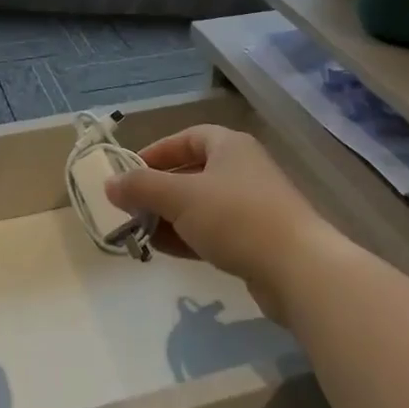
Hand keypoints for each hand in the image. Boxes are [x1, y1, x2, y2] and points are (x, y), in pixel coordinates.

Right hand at [107, 125, 334, 321]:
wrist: (298, 269)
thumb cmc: (236, 217)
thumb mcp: (180, 197)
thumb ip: (141, 188)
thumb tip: (110, 184)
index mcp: (229, 146)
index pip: (187, 138)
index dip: (157, 152)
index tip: (130, 172)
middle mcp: (242, 170)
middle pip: (192, 173)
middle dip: (158, 190)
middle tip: (130, 207)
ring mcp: (252, 206)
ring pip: (201, 206)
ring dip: (170, 217)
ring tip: (140, 233)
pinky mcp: (257, 240)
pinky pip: (214, 231)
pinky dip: (188, 237)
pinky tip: (164, 250)